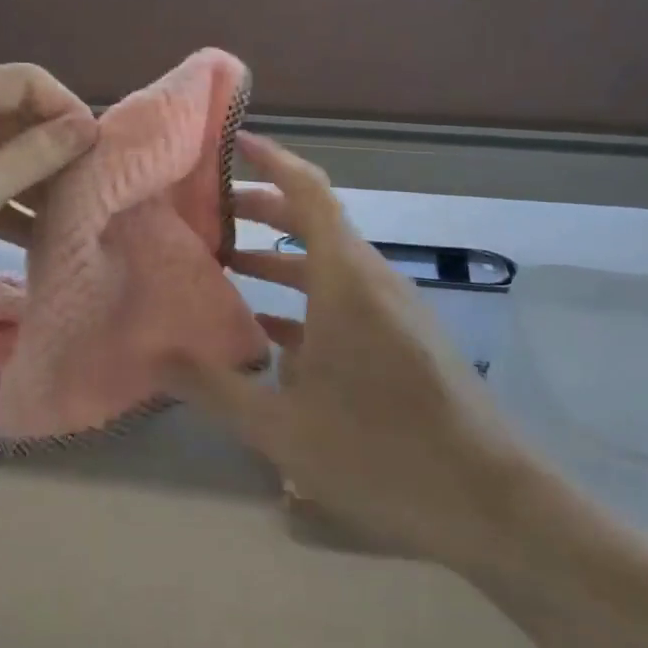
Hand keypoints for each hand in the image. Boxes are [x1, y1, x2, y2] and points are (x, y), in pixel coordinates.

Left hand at [0, 64, 96, 333]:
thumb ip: (35, 154)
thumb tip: (87, 125)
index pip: (26, 80)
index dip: (68, 110)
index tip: (99, 155)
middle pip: (13, 114)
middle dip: (53, 149)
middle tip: (91, 190)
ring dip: (33, 180)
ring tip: (72, 215)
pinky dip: (5, 201)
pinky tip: (37, 233)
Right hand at [169, 133, 539, 569]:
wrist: (495, 506)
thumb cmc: (383, 453)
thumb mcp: (282, 428)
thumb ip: (213, 387)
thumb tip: (152, 355)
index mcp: (345, 280)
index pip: (307, 192)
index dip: (270, 159)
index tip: (231, 141)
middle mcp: (371, 281)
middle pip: (312, 222)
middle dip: (260, 208)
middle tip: (206, 211)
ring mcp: (391, 311)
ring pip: (327, 263)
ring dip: (278, 256)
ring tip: (224, 263)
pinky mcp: (401, 340)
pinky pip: (343, 299)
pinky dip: (303, 299)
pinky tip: (266, 331)